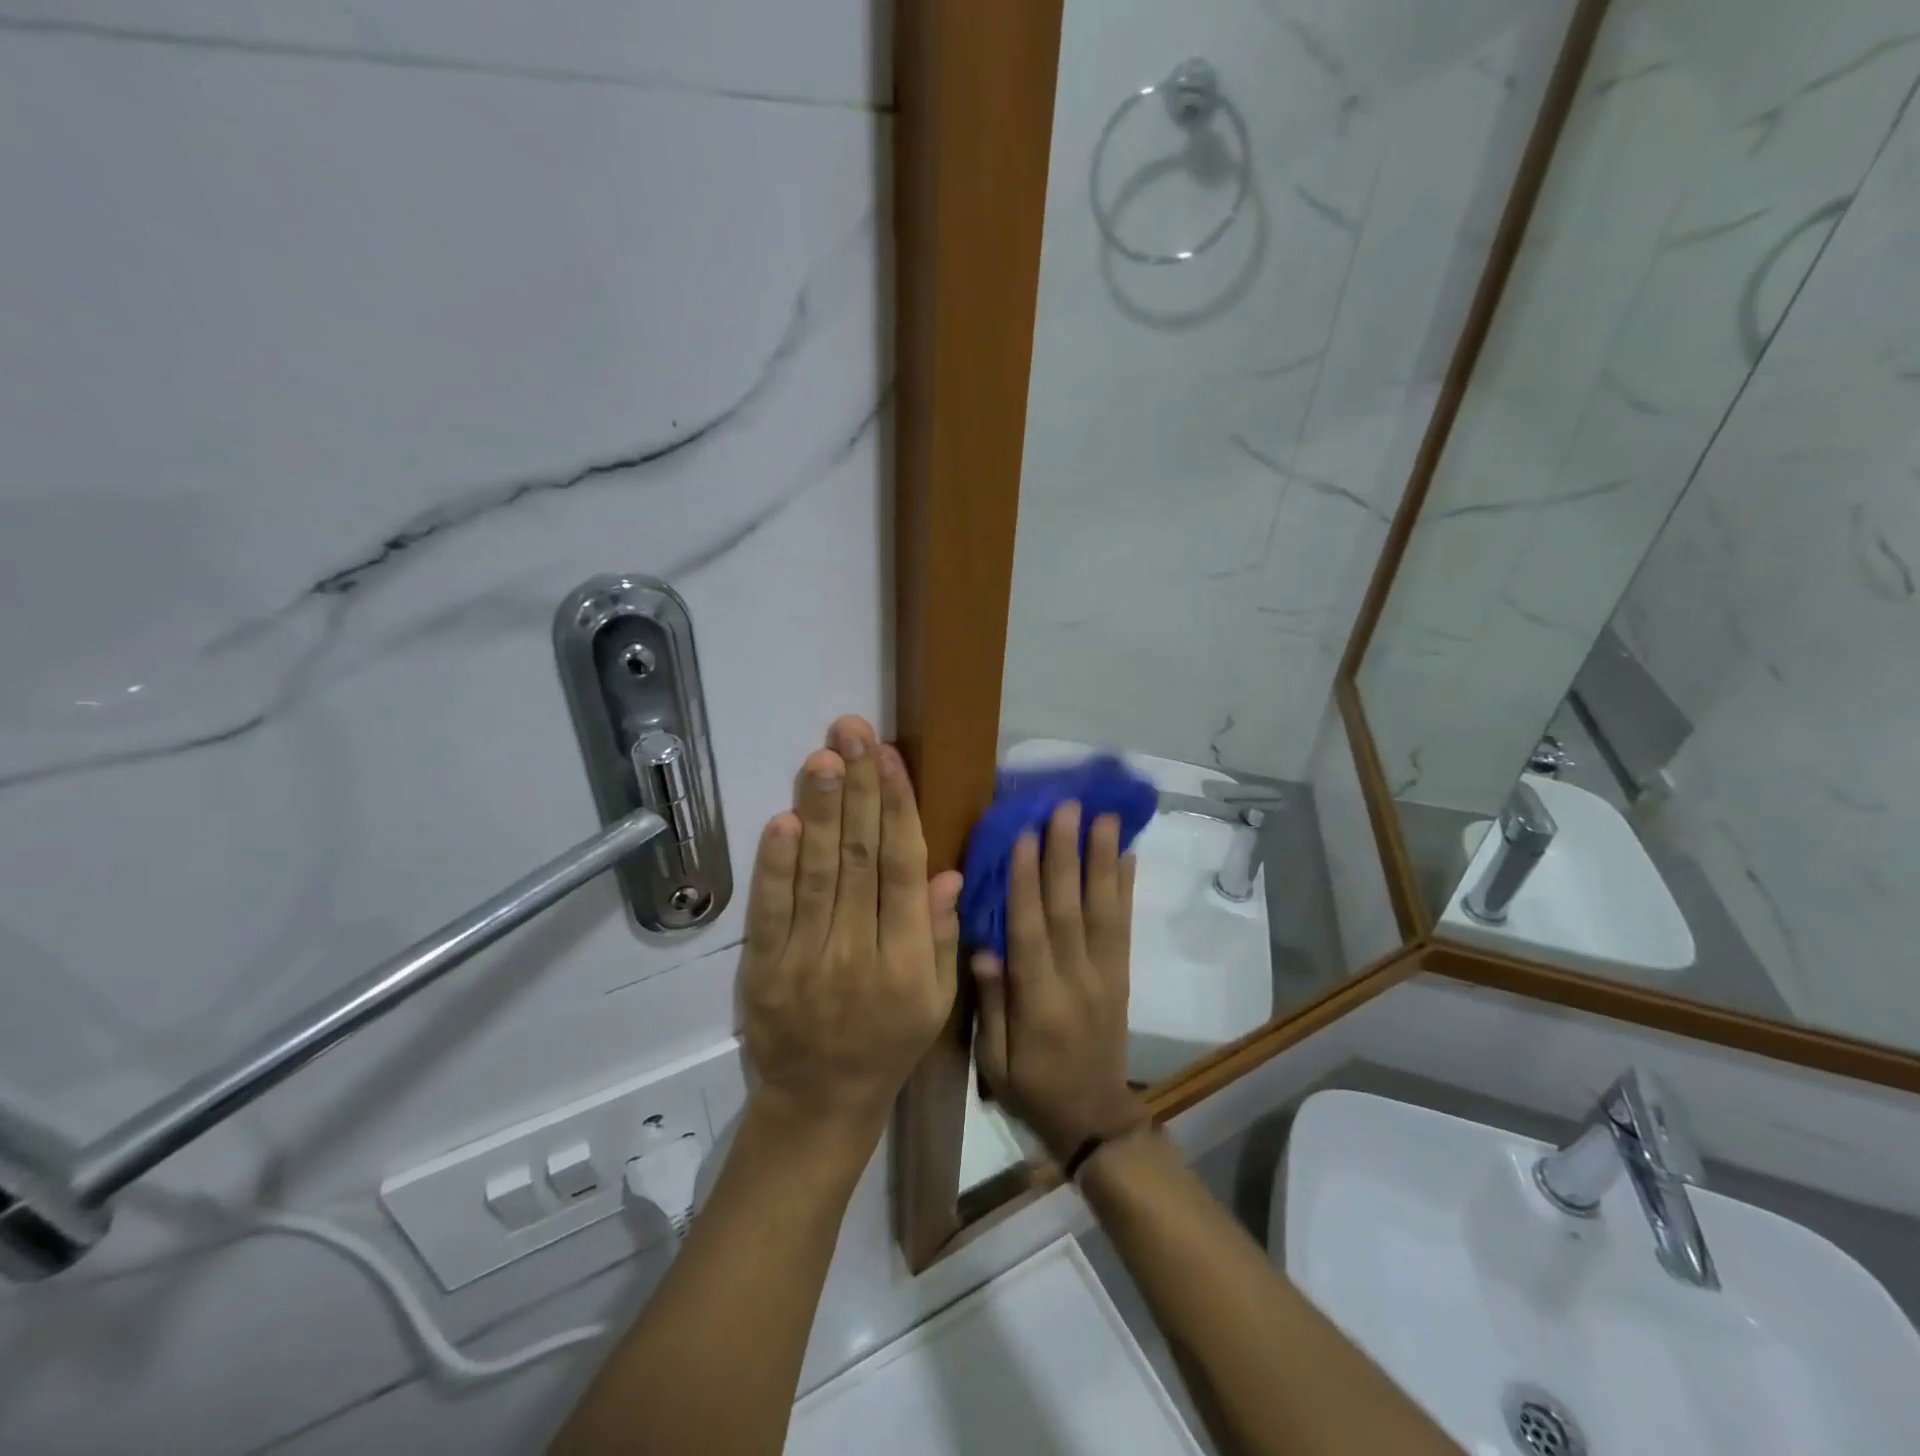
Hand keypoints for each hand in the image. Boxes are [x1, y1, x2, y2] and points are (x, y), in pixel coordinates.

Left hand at [738, 716, 962, 1142]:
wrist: (819, 1104)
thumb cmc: (888, 1046)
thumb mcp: (935, 1001)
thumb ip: (939, 936)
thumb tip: (946, 874)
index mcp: (908, 960)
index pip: (904, 870)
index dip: (898, 809)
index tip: (889, 758)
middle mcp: (860, 952)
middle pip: (861, 858)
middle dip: (859, 789)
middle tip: (852, 732)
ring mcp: (807, 960)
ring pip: (818, 873)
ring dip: (820, 811)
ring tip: (823, 756)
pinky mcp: (764, 969)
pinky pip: (771, 910)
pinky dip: (776, 864)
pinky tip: (783, 819)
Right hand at [971, 802, 1145, 1160]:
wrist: (1094, 1119)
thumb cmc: (1032, 1088)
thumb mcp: (995, 1061)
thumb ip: (991, 1004)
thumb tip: (984, 947)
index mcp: (1039, 1002)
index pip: (1031, 931)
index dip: (1026, 883)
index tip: (1023, 835)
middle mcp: (1076, 980)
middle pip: (1070, 909)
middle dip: (1067, 855)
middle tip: (1066, 808)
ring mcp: (1105, 974)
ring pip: (1103, 909)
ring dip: (1103, 860)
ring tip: (1105, 818)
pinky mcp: (1121, 975)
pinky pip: (1124, 927)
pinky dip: (1126, 889)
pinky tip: (1129, 856)